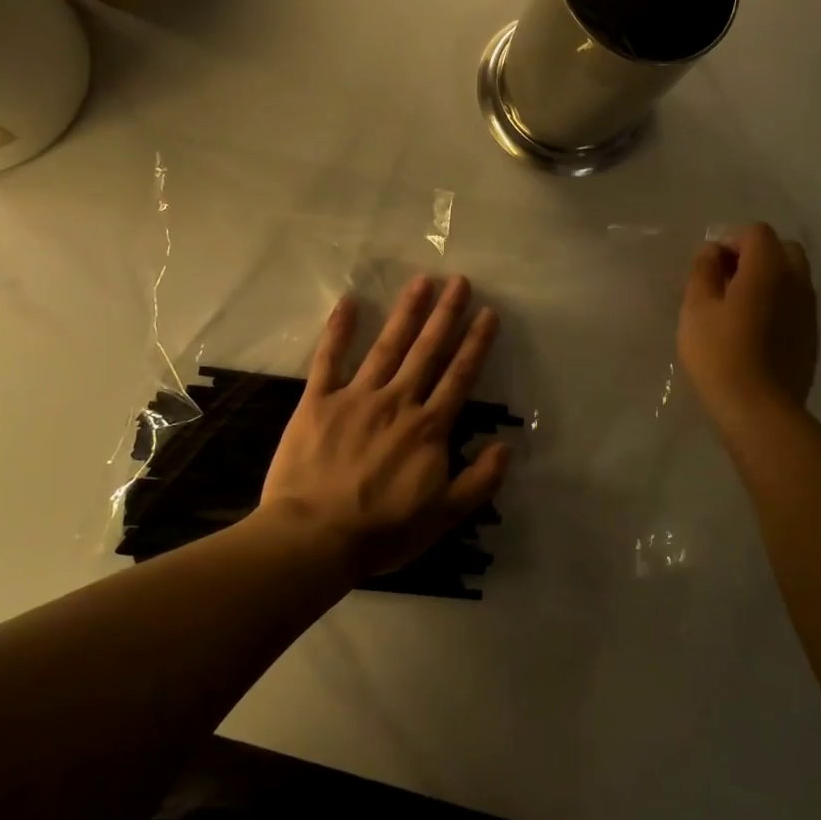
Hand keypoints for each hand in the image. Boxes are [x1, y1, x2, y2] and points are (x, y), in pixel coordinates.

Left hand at [258, 274, 509, 581]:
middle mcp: (397, 402)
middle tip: (459, 281)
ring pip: (387, 347)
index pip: (459, 376)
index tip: (488, 313)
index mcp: (429, 428)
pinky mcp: (318, 402)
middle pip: (427, 351)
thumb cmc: (382, 532)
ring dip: (406, 313)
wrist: (313, 539)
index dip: (476, 343)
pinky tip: (347, 302)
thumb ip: (479, 481)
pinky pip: (328, 359)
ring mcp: (356, 398)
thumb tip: (506, 446)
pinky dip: (338, 330)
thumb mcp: (444, 517)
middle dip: (446, 315)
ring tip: (422, 282)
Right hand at [678, 223, 817, 426]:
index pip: (756, 233)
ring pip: (793, 277)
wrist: (760, 410)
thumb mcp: (696, 309)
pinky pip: (795, 303)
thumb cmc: (720, 354)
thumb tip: (713, 251)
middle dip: (755, 255)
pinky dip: (777, 303)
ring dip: (768, 279)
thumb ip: (703, 271)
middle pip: (782, 249)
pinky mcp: (811, 335)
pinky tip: (754, 330)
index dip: (731, 240)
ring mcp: (809, 310)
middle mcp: (797, 281)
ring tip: (737, 307)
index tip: (710, 266)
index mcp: (768, 269)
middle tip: (726, 280)